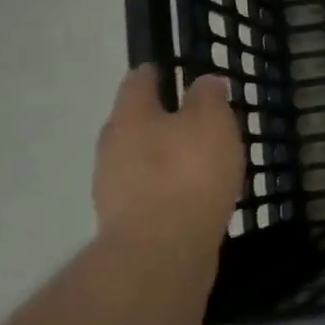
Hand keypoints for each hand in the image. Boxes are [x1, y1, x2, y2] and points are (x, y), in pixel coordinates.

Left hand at [93, 65, 243, 266]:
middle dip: (163, 118)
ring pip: (140, 159)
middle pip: (136, 121)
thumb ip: (208, 97)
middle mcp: (112, 146)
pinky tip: (192, 196)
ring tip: (201, 162)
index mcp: (130, 115)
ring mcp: (112, 186)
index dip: (159, 72)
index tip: (179, 72)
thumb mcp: (212, 123)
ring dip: (164, 157)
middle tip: (198, 121)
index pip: (139, 80)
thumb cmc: (189, 173)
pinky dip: (166, 188)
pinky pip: (147, 191)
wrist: (162, 252)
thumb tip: (203, 81)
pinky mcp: (123, 221)